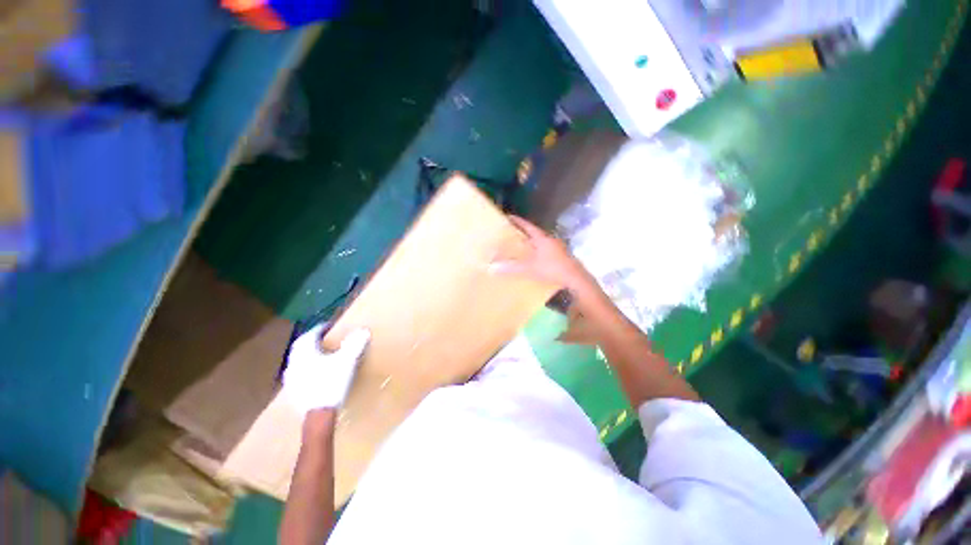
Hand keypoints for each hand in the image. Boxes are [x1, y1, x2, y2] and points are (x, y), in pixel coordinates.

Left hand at [283, 326, 370, 412]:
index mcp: (305, 353)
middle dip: (312, 340)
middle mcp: (294, 363)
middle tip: (324, 338)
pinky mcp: (293, 392)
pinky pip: (298, 374)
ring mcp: (291, 379)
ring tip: (321, 355)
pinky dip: (306, 369)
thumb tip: (363, 330)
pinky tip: (316, 374)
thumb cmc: (331, 383)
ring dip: (308, 355)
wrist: (318, 415)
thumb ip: (354, 344)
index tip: (330, 326)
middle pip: (300, 347)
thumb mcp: (347, 361)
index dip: (320, 328)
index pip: (310, 335)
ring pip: (298, 361)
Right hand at [490, 215, 592, 291]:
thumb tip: (493, 267)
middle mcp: (551, 241)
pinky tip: (535, 260)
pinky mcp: (562, 258)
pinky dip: (539, 253)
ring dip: (532, 244)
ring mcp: (558, 249)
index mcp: (543, 239)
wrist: (576, 280)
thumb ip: (512, 268)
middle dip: (524, 233)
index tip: (509, 217)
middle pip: (535, 234)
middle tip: (512, 233)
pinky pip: (547, 251)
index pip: (528, 226)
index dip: (518, 221)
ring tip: (522, 247)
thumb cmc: (553, 269)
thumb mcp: (530, 268)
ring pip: (542, 243)